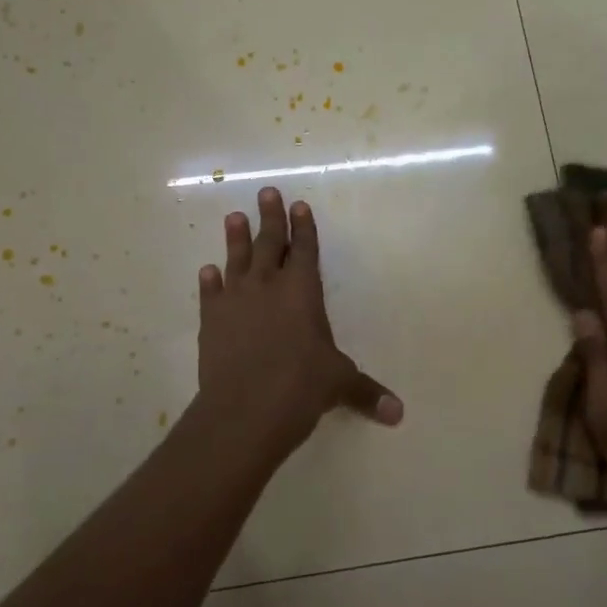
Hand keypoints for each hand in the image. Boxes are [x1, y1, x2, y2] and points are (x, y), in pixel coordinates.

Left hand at [194, 187, 401, 458]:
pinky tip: (207, 271)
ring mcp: (236, 301)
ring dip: (236, 238)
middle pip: (269, 243)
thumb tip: (399, 414)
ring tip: (234, 217)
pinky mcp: (211, 321)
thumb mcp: (339, 384)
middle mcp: (268, 286)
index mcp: (302, 291)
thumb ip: (366, 392)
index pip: (305, 250)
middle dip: (270, 217)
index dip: (304, 227)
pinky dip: (209, 282)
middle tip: (266, 192)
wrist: (245, 409)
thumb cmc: (300, 386)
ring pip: (237, 260)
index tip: (299, 204)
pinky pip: (210, 294)